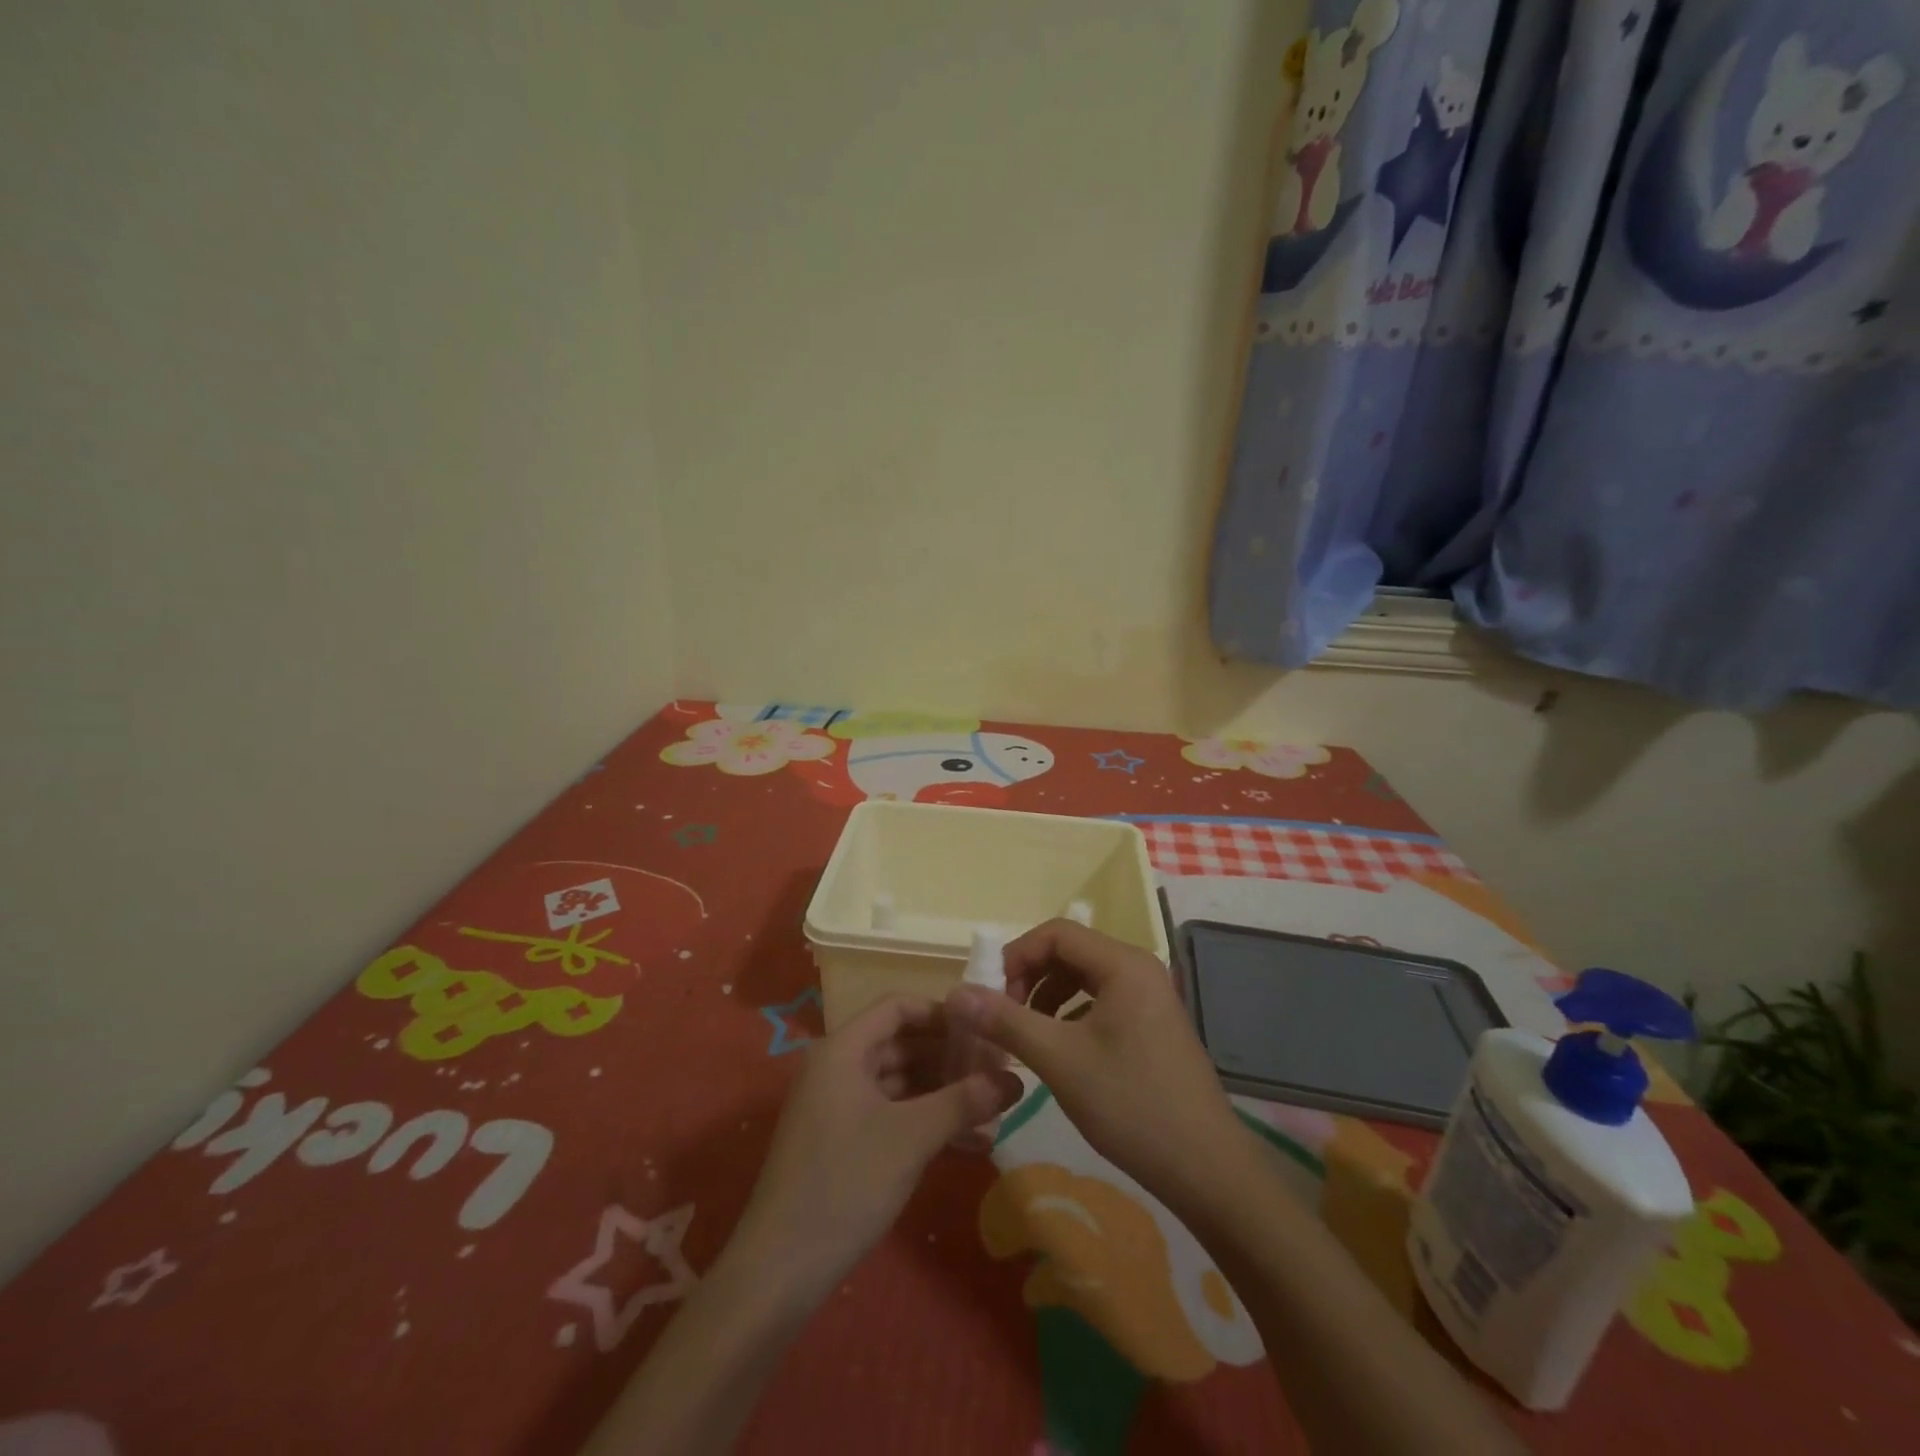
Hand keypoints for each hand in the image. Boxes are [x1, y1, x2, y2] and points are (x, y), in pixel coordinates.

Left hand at [730, 996, 1021, 1299]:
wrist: (780, 1269)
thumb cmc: (846, 1183)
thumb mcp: (912, 1137)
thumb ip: (964, 1101)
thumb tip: (1016, 1079)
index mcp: (843, 1049)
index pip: (897, 1007)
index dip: (941, 1013)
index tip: (983, 1027)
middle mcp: (838, 1067)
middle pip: (900, 1043)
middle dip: (949, 1056)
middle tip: (996, 1070)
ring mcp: (838, 1105)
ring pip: (899, 1082)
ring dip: (942, 1092)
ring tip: (992, 1107)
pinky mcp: (842, 1140)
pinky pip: (890, 1113)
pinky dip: (925, 1120)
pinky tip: (969, 1142)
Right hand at [944, 920, 1242, 1202]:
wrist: (1206, 1168)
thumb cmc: (1131, 1104)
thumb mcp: (1060, 1060)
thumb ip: (1006, 1021)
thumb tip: (955, 993)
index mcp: (1123, 963)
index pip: (1056, 933)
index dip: (1016, 955)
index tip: (989, 994)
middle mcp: (1139, 968)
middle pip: (1070, 951)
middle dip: (1030, 976)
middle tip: (1003, 1016)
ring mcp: (1150, 996)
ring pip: (1084, 977)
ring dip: (1047, 996)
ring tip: (1026, 1033)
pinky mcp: (1153, 1023)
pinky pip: (1101, 1000)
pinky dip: (1071, 1013)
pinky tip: (1059, 1047)